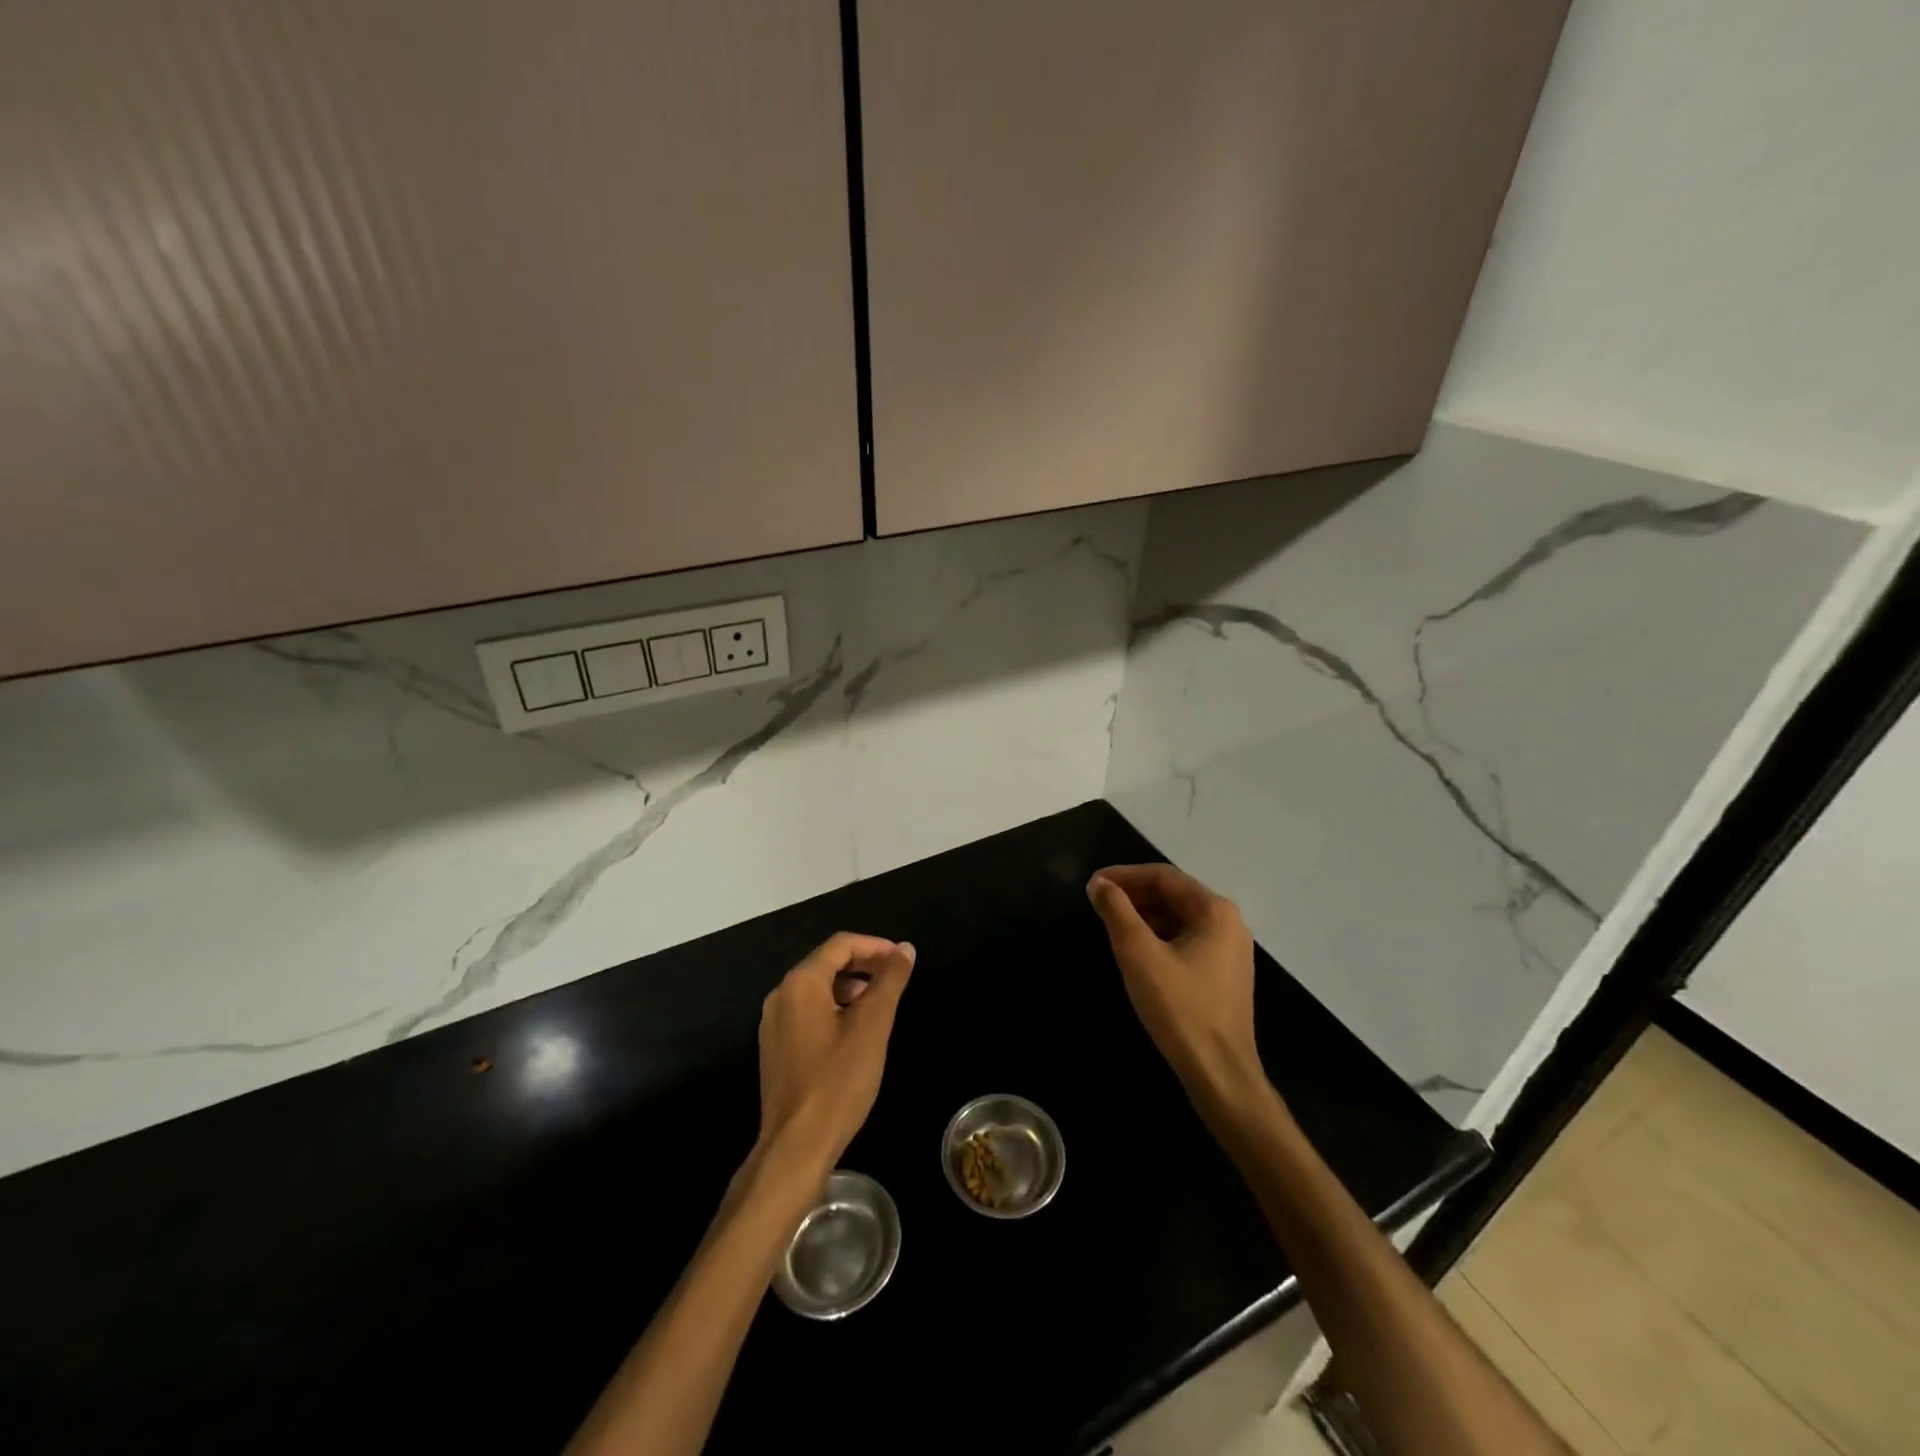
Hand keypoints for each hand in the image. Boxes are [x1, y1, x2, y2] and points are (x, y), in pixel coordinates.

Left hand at [754, 932, 915, 1176]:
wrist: (796, 1145)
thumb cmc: (838, 1080)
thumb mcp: (873, 1025)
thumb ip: (890, 981)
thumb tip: (905, 949)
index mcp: (801, 982)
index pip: (841, 944)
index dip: (876, 946)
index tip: (903, 960)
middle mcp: (781, 994)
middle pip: (826, 962)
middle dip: (864, 964)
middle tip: (895, 978)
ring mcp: (773, 1023)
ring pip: (817, 987)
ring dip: (850, 986)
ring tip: (879, 1003)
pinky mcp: (775, 1047)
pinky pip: (807, 1011)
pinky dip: (834, 1007)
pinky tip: (854, 1030)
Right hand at [1087, 864, 1261, 1100]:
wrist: (1219, 1072)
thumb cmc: (1179, 1007)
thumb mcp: (1138, 953)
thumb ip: (1117, 911)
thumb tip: (1099, 884)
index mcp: (1215, 910)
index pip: (1163, 876)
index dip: (1124, 875)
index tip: (1092, 884)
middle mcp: (1229, 922)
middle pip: (1174, 894)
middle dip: (1134, 894)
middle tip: (1098, 902)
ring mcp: (1230, 950)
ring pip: (1180, 918)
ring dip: (1144, 915)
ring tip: (1111, 923)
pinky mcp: (1224, 974)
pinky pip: (1187, 940)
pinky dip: (1159, 936)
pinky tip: (1136, 950)